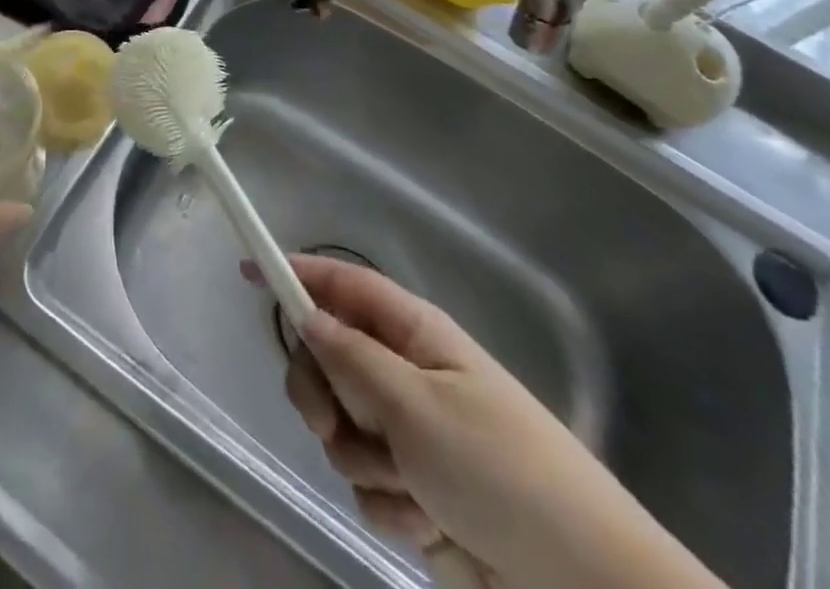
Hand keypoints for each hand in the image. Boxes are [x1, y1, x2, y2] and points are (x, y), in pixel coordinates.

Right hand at [255, 253, 722, 588]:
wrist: (581, 587)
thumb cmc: (501, 471)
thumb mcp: (417, 406)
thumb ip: (351, 358)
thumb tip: (305, 315)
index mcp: (415, 335)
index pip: (343, 285)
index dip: (296, 273)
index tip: (249, 273)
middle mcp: (407, 375)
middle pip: (328, 359)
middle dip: (323, 396)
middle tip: (332, 426)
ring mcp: (411, 434)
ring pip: (343, 428)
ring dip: (364, 463)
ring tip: (413, 489)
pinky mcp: (416, 490)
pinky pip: (368, 483)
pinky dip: (390, 506)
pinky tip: (429, 523)